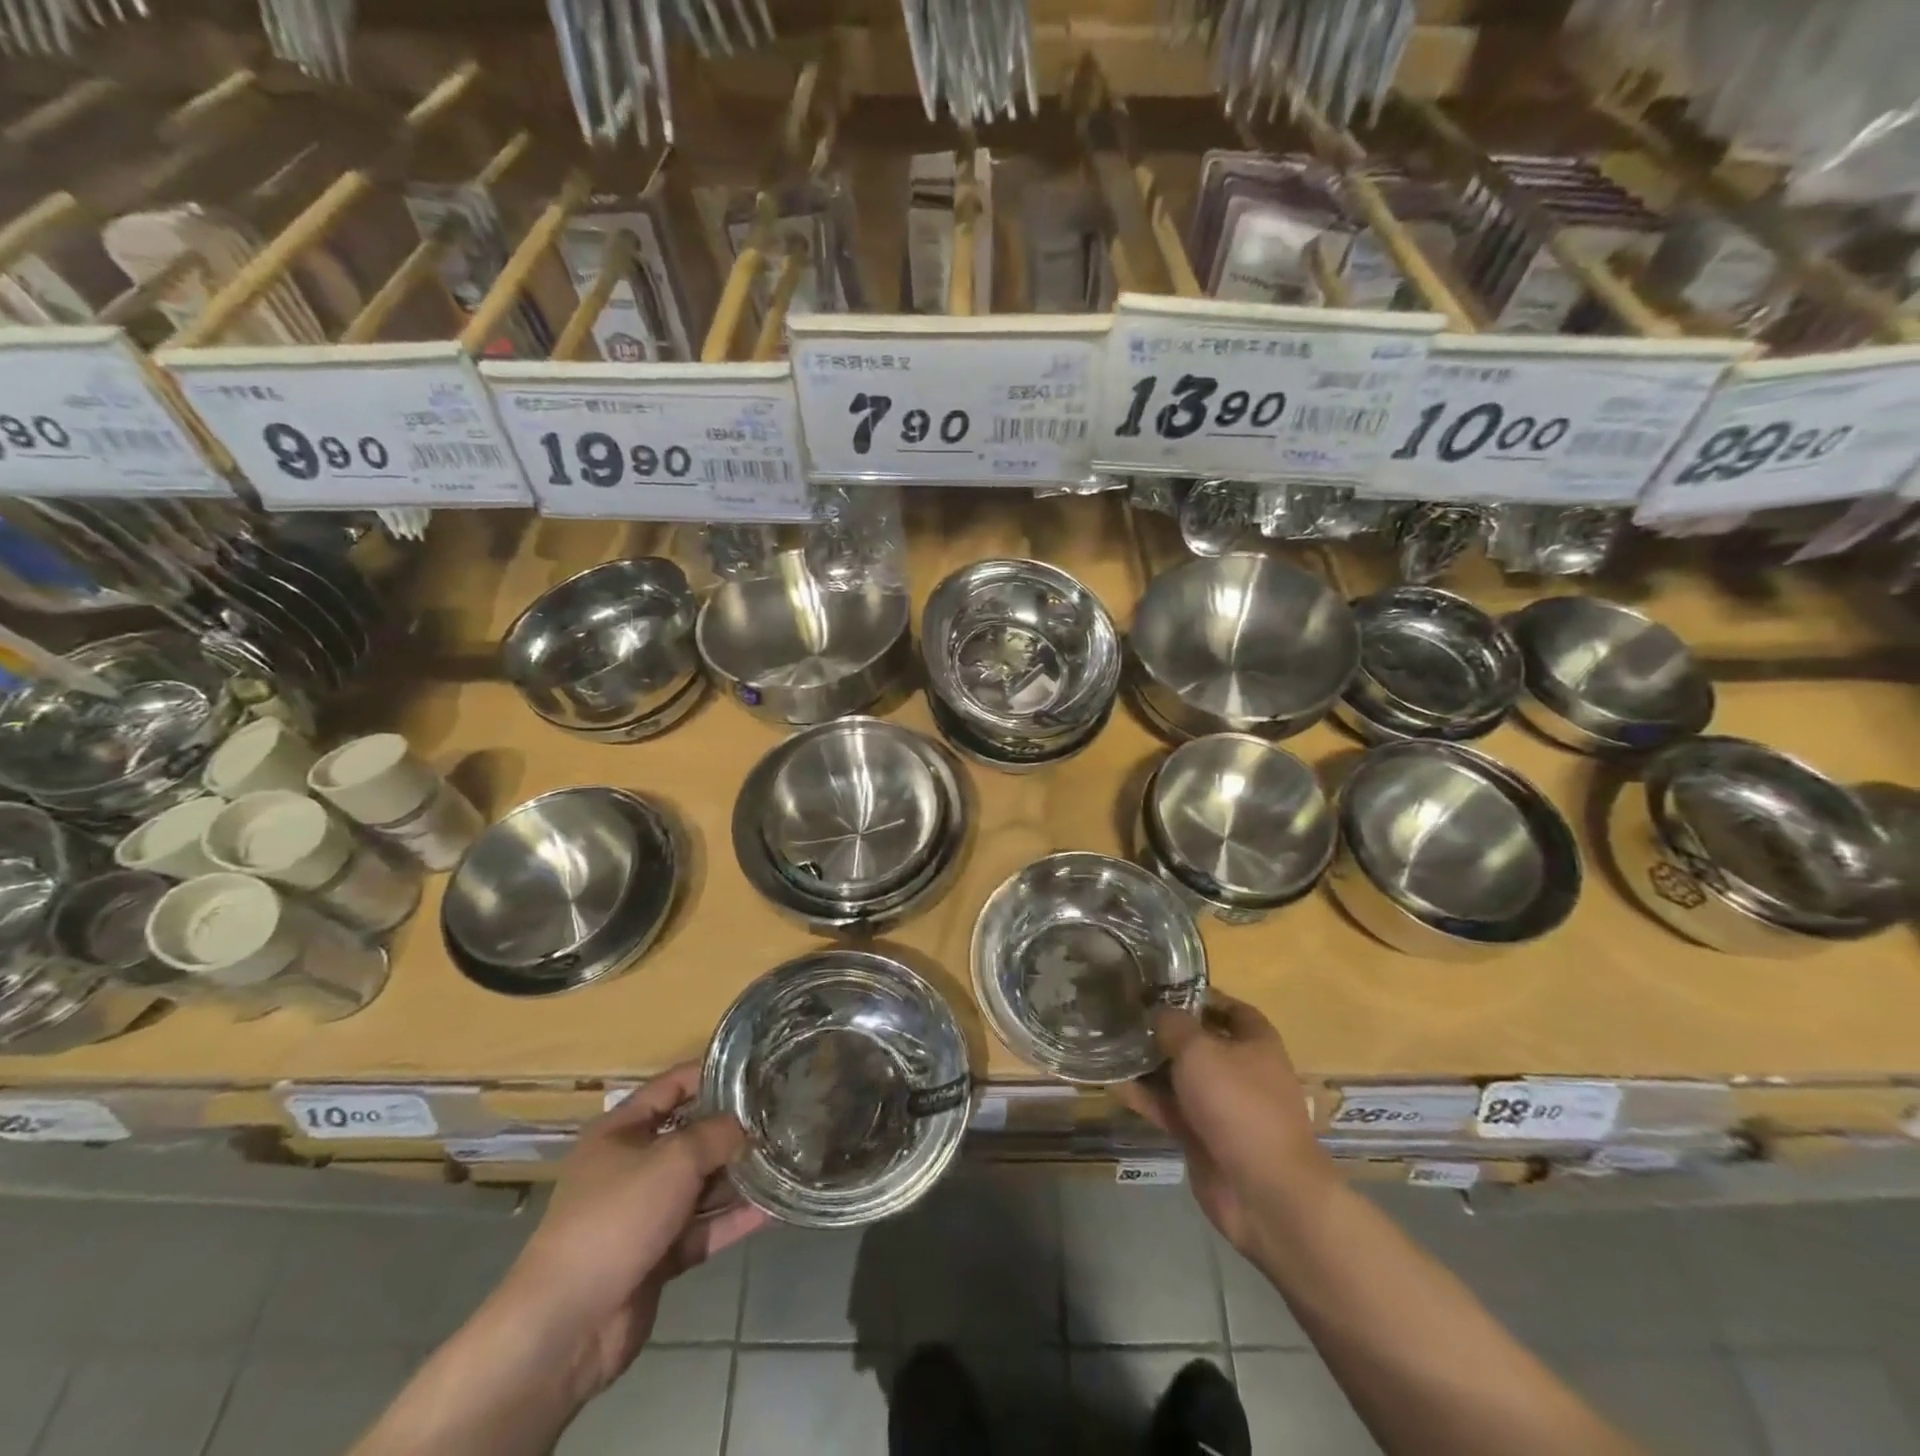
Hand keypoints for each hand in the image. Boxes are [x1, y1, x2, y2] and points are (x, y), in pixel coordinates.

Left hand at [486, 1065, 766, 1401]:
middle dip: (733, 1130)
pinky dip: (732, 1220)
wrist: (568, 1325)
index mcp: (621, 1131)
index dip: (712, 1074)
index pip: (672, 1087)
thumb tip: (748, 1126)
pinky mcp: (657, 1256)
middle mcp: (631, 1166)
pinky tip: (773, 1210)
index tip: (757, 1070)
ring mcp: (644, 1213)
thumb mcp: (674, 1160)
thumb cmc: (616, 1218)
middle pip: (691, 1137)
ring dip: (738, 1177)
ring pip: (700, 1185)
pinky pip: (702, 1228)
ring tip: (787, 1159)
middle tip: (783, 1117)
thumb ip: (717, 1134)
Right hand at [1113, 994, 1327, 1251]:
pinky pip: (1169, 1108)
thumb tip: (1157, 1011)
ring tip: (1109, 1044)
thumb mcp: (1200, 1049)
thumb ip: (1173, 1024)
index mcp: (1255, 1041)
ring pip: (1179, 1076)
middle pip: (1198, 1041)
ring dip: (1148, 1064)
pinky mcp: (1202, 1136)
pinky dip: (1144, 1097)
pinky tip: (1111, 1082)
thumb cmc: (1238, 1103)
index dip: (1196, 995)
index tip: (1158, 988)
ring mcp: (1221, 1106)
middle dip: (1163, 1030)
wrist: (1263, 1191)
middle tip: (1123, 1014)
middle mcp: (1241, 1070)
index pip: (1227, 1007)